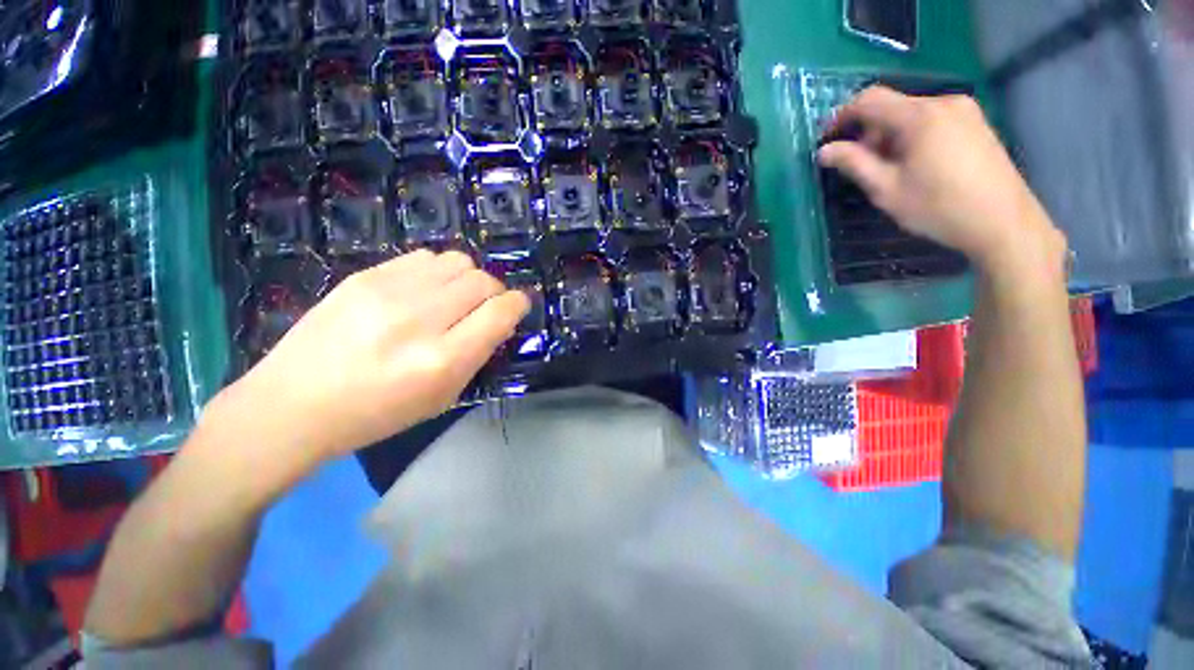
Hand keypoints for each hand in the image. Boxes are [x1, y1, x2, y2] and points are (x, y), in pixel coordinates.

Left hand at [209, 250, 529, 466]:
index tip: (518, 306)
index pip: (500, 312)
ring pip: (458, 261)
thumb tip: (498, 319)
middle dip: (495, 292)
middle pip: (483, 281)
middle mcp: (420, 319)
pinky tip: (424, 290)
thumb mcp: (442, 397)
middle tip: (485, 307)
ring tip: (454, 297)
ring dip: (468, 278)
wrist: (294, 404)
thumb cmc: (377, 414)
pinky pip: (424, 257)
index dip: (518, 304)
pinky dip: (438, 271)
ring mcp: (389, 292)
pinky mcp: (365, 275)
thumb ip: (478, 354)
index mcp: (442, 360)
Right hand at [817, 86, 1065, 274]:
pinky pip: (932, 120)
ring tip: (888, 169)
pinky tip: (914, 164)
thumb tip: (825, 150)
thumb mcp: (887, 190)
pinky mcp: (975, 123)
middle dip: (868, 132)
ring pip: (912, 114)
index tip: (827, 138)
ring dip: (890, 136)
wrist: (1004, 222)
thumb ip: (854, 164)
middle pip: (892, 106)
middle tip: (859, 165)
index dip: (842, 116)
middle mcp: (944, 102)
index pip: (870, 99)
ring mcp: (964, 111)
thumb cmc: (939, 207)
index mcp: (920, 116)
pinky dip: (912, 136)